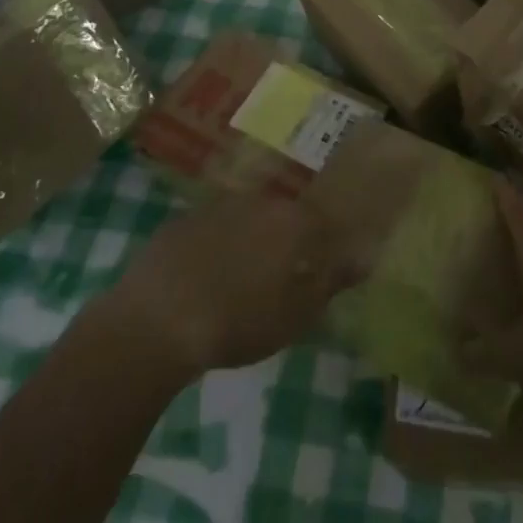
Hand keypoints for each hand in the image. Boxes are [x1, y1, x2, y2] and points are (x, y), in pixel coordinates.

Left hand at [94, 194, 359, 381]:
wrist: (157, 319)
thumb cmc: (238, 322)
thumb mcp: (295, 315)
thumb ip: (331, 281)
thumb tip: (364, 256)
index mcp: (294, 221)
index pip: (324, 220)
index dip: (326, 241)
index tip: (324, 263)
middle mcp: (262, 200)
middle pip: (285, 215)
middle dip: (287, 240)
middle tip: (281, 276)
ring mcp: (221, 204)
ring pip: (249, 218)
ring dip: (251, 241)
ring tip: (241, 280)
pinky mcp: (186, 217)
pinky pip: (214, 227)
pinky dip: (218, 245)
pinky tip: (206, 277)